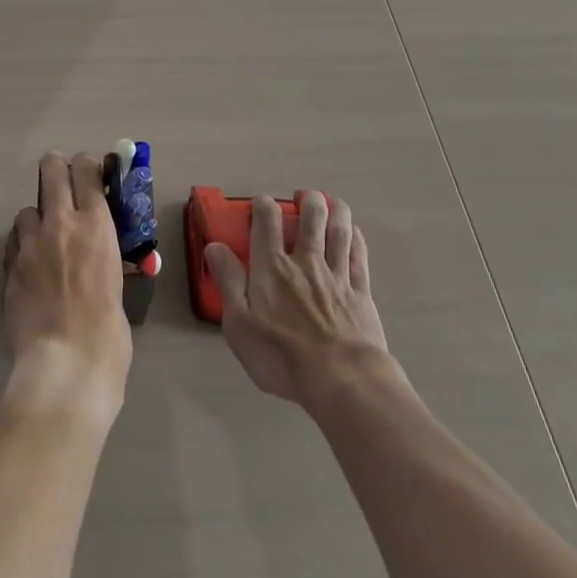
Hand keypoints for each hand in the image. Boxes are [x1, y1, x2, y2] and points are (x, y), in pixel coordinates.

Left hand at [2, 152, 132, 426]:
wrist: (65, 365)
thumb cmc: (108, 333)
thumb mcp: (118, 285)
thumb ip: (105, 260)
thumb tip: (102, 258)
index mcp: (96, 225)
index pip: (87, 169)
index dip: (88, 164)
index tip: (92, 173)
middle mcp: (60, 223)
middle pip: (51, 168)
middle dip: (57, 169)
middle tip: (64, 185)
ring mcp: (30, 243)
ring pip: (27, 209)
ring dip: (37, 220)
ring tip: (45, 242)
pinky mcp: (9, 266)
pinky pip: (14, 242)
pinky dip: (23, 247)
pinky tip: (31, 268)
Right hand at [205, 190, 392, 406]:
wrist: (343, 380)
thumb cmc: (282, 356)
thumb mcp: (239, 324)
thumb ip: (227, 281)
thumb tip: (214, 246)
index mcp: (272, 266)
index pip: (267, 221)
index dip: (263, 205)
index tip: (261, 205)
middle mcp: (305, 261)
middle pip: (311, 216)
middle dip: (307, 200)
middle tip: (302, 197)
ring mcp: (337, 274)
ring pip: (338, 229)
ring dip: (335, 209)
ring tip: (330, 202)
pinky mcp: (361, 291)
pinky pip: (359, 255)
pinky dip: (355, 238)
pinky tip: (353, 232)